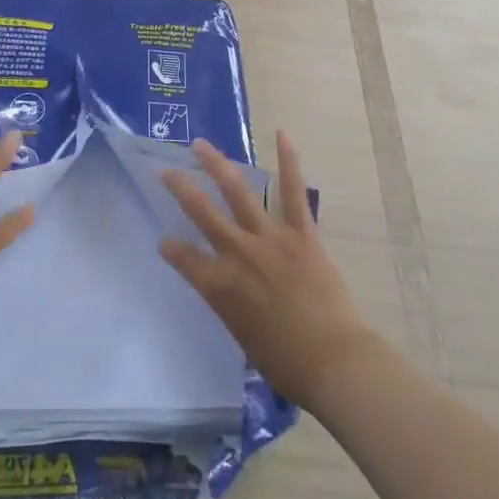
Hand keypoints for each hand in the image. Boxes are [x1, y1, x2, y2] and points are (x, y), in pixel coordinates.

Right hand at [161, 133, 380, 410]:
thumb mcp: (243, 336)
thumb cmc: (286, 363)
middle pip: (202, 214)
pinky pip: (293, 192)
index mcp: (220, 286)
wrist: (334, 361)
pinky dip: (289, 162)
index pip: (184, 258)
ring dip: (217, 165)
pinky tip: (282, 135)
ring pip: (237, 193)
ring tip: (201, 144)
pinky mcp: (301, 233)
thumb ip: (229, 305)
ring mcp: (270, 238)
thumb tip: (227, 288)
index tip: (165, 240)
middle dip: (181, 189)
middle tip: (165, 169)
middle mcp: (238, 254)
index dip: (171, 248)